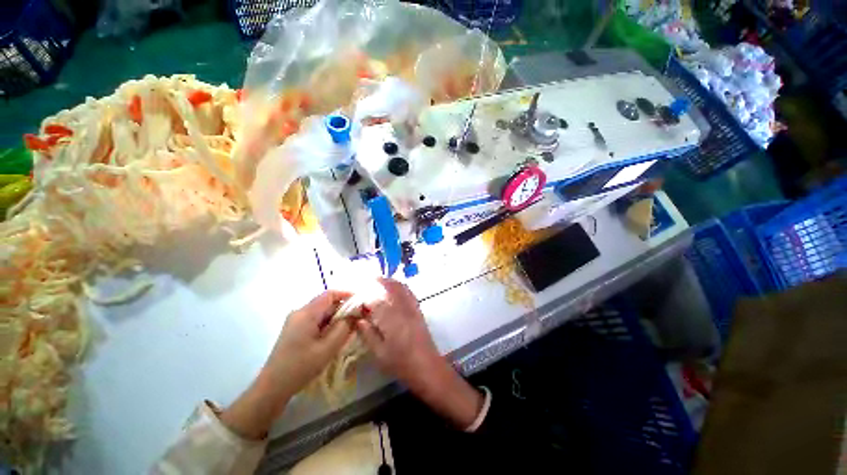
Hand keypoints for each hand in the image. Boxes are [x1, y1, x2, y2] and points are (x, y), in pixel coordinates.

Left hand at [261, 290, 353, 397]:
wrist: (272, 388)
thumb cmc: (301, 367)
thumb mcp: (328, 348)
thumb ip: (345, 327)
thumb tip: (357, 312)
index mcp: (306, 313)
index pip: (330, 294)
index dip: (347, 295)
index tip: (361, 303)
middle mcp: (300, 312)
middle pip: (327, 303)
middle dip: (344, 309)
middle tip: (358, 320)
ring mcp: (296, 321)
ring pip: (322, 313)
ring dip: (337, 319)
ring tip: (348, 330)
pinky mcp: (295, 330)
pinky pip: (316, 321)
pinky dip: (328, 325)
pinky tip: (334, 338)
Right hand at [356, 279, 482, 427]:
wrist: (427, 367)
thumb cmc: (401, 363)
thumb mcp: (379, 353)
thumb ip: (368, 335)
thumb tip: (358, 320)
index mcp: (391, 318)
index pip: (376, 301)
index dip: (366, 297)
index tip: (358, 298)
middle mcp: (403, 308)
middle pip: (393, 287)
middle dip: (382, 281)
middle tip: (371, 280)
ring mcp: (413, 308)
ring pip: (403, 288)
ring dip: (393, 282)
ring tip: (382, 282)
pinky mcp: (419, 312)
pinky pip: (410, 293)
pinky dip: (402, 288)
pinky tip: (397, 291)